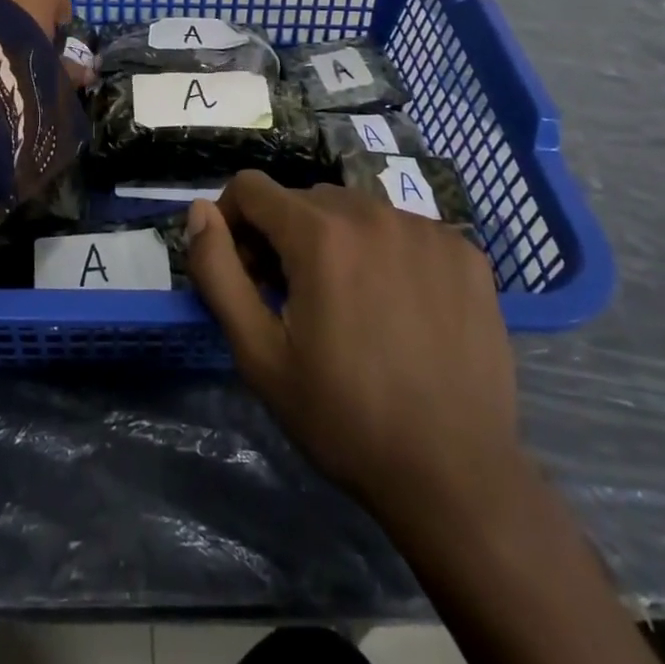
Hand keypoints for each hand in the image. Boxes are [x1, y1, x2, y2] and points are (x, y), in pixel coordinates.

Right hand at [193, 174, 664, 663]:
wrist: (455, 475)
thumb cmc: (343, 416)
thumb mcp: (258, 353)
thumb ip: (218, 271)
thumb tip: (200, 211)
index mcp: (320, 233)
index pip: (251, 188)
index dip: (232, 222)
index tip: (245, 273)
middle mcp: (374, 212)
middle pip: (303, 199)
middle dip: (283, 235)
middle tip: (292, 298)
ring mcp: (426, 229)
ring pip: (355, 211)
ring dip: (335, 241)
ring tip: (347, 304)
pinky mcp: (465, 252)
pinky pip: (404, 229)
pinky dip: (386, 252)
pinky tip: (398, 305)